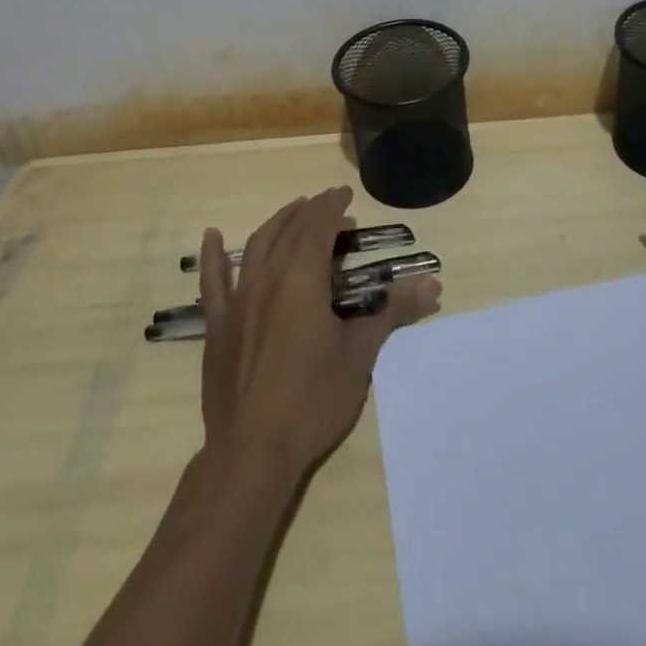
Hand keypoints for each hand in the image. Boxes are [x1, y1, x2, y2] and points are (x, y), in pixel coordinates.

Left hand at [197, 186, 441, 479]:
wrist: (252, 451)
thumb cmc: (312, 399)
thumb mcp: (360, 354)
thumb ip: (393, 311)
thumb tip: (433, 284)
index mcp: (301, 279)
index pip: (318, 226)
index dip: (332, 206)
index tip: (345, 194)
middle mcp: (266, 279)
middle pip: (289, 230)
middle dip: (311, 211)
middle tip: (329, 204)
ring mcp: (237, 301)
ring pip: (257, 246)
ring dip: (277, 223)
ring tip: (294, 211)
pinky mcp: (217, 325)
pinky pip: (213, 281)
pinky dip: (212, 255)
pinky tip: (212, 236)